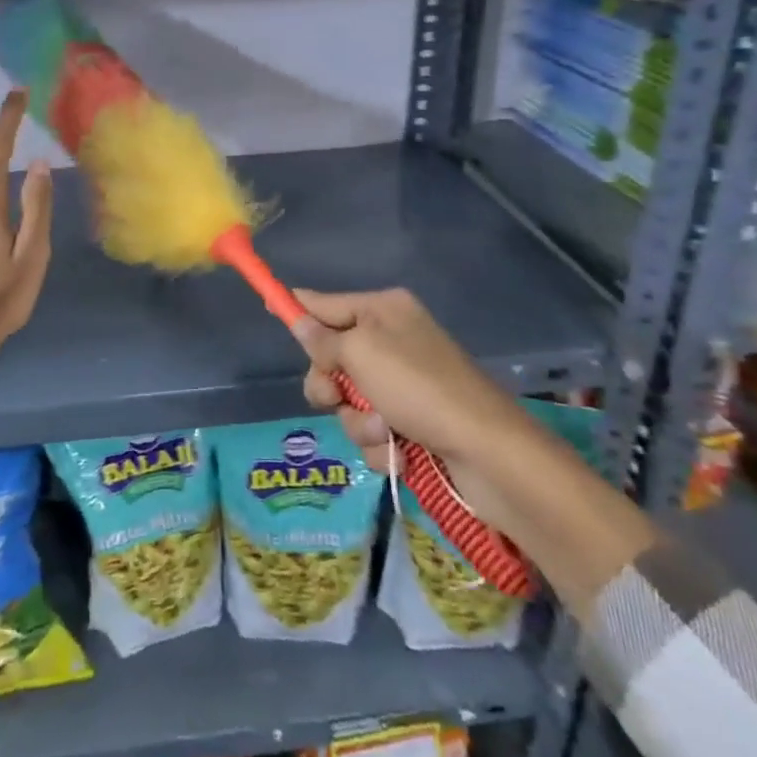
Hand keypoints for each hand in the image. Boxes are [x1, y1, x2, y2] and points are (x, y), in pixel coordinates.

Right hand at [292, 287, 543, 535]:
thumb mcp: (362, 353)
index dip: (297, 309)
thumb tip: (297, 317)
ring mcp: (404, 384)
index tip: (268, 308)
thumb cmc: (420, 388)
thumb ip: (323, 339)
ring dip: (358, 421)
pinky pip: (373, 430)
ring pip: (350, 400)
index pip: (326, 303)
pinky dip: (379, 444)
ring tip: (384, 433)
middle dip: (329, 384)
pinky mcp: (414, 422)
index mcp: (383, 310)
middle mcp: (393, 341)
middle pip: (332, 357)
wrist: (488, 453)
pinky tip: (398, 453)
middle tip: (335, 396)